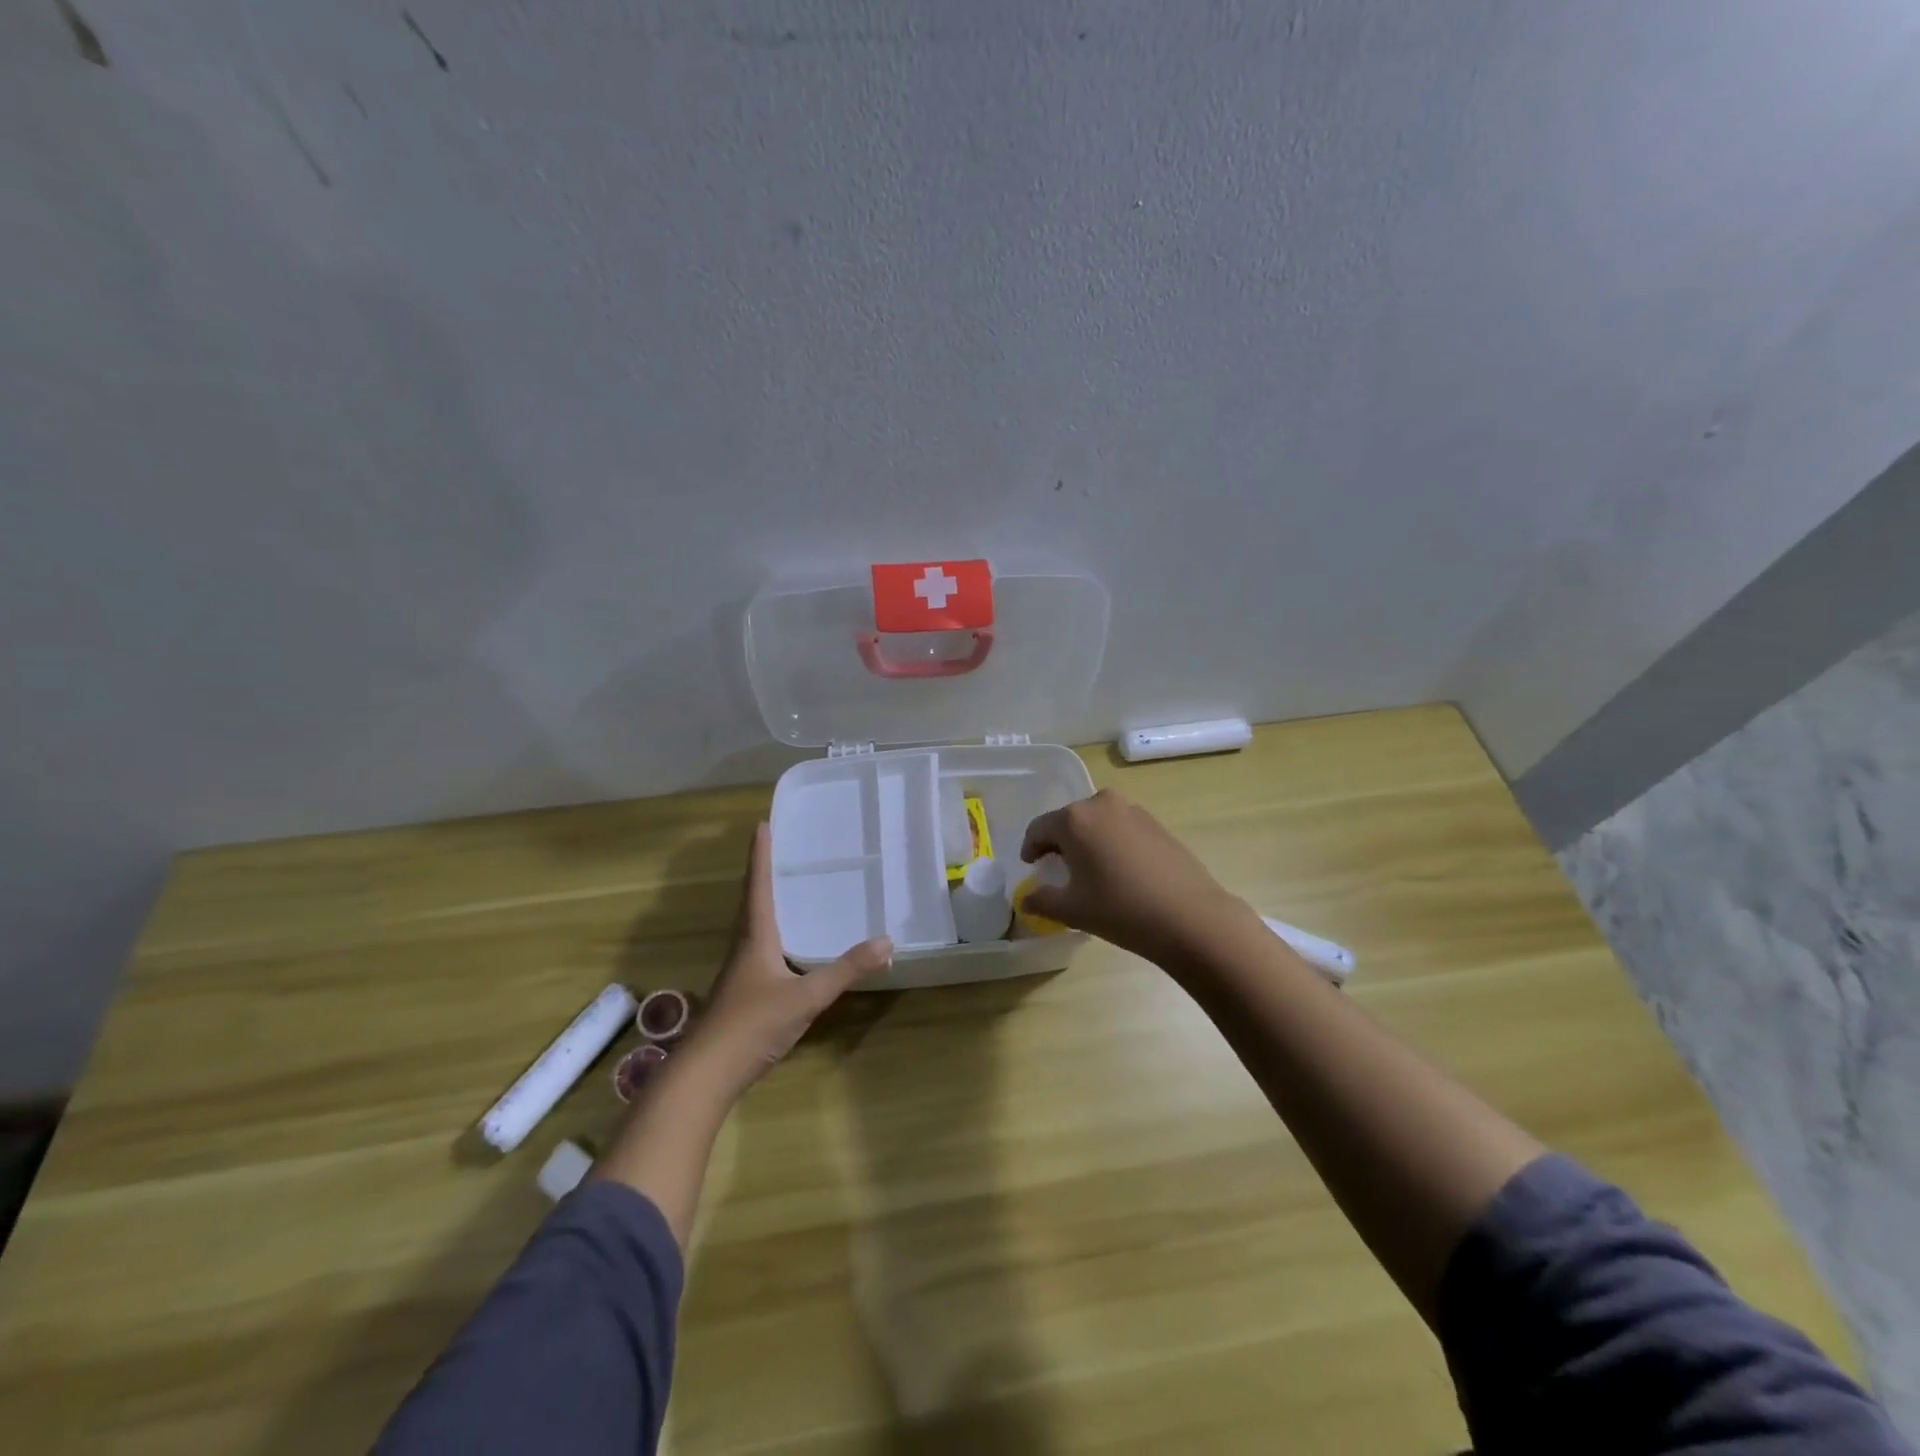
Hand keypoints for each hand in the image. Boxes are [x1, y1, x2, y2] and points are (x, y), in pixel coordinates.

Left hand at [683, 823, 891, 1092]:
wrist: (706, 1074)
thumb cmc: (752, 1024)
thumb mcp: (806, 996)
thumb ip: (845, 970)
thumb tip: (887, 941)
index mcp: (755, 936)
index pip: (757, 885)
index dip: (760, 855)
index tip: (762, 824)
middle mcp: (744, 946)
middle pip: (752, 900)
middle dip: (763, 872)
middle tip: (779, 847)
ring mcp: (740, 971)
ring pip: (753, 925)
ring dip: (765, 900)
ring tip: (786, 886)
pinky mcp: (742, 992)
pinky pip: (759, 947)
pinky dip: (773, 932)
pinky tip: (788, 944)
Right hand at [1020, 789, 1253, 963]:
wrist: (1190, 917)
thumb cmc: (1121, 910)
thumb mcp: (1073, 910)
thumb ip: (1042, 900)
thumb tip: (1026, 900)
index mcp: (1075, 819)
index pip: (1039, 828)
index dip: (1031, 848)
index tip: (1032, 867)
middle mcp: (1102, 804)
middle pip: (1069, 820)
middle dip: (1060, 842)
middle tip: (1060, 870)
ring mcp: (1133, 811)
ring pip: (1098, 822)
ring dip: (1088, 841)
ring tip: (1091, 870)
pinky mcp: (1157, 824)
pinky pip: (1122, 828)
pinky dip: (1112, 843)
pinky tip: (1121, 871)